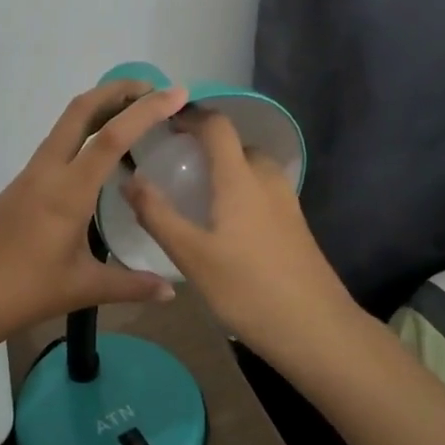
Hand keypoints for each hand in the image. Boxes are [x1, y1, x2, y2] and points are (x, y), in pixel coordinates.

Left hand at [0, 81, 188, 350]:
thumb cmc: (23, 290)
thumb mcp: (83, 288)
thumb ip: (131, 285)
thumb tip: (171, 291)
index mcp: (68, 190)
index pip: (112, 136)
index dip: (146, 110)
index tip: (176, 93)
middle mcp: (48, 171)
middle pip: (81, 110)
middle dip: (118, 90)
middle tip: (154, 89)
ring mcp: (30, 175)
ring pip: (66, 124)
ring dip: (100, 108)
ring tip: (134, 115)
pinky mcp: (21, 185)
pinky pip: (57, 144)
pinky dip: (84, 131)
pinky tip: (100, 154)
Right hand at [120, 107, 357, 362]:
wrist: (316, 329)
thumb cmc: (247, 288)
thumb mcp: (191, 255)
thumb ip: (157, 215)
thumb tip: (129, 180)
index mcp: (240, 178)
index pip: (217, 126)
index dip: (191, 115)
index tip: (164, 121)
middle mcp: (267, 180)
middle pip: (237, 145)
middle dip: (206, 145)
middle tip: (174, 163)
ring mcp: (286, 203)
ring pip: (253, 169)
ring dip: (225, 169)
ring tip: (196, 192)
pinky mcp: (295, 226)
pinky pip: (262, 192)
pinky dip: (240, 191)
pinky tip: (224, 224)